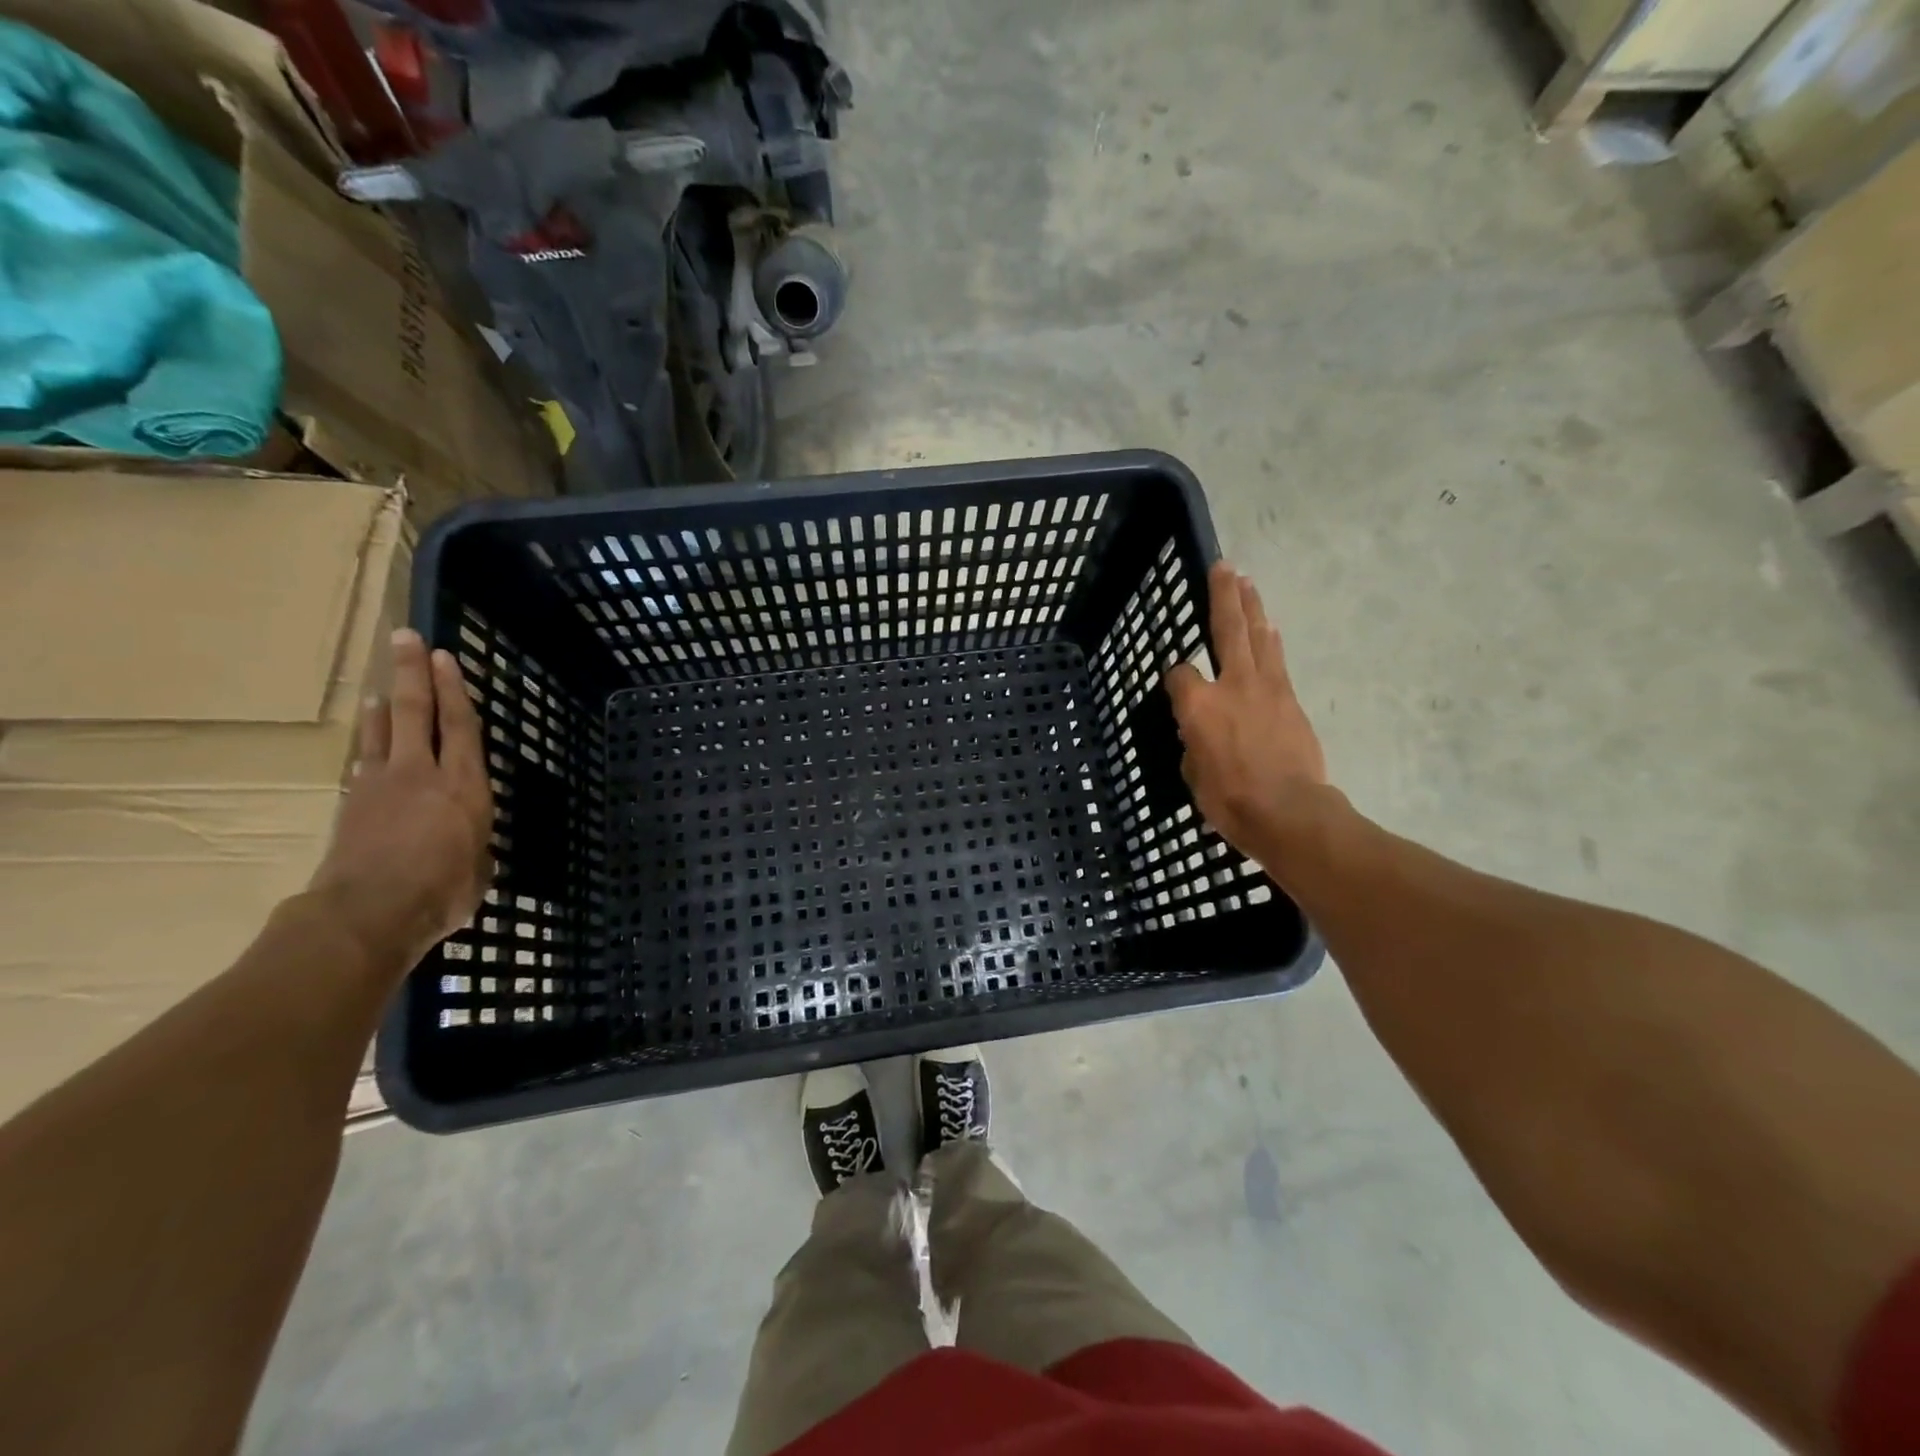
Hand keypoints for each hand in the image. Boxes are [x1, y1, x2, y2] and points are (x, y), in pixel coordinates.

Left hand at [307, 629, 493, 976]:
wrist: (368, 914)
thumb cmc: (443, 892)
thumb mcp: (480, 867)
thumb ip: (476, 844)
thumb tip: (470, 845)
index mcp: (465, 786)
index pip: (460, 726)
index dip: (455, 690)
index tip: (446, 658)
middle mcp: (423, 773)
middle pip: (415, 711)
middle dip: (411, 673)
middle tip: (405, 639)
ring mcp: (382, 785)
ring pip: (383, 731)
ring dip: (384, 704)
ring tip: (383, 684)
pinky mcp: (353, 804)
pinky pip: (364, 762)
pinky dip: (367, 744)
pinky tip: (367, 742)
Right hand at [1165, 563, 1328, 865]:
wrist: (1289, 812)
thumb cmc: (1230, 800)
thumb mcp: (1193, 774)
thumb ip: (1194, 743)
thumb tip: (1201, 734)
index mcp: (1197, 705)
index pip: (1179, 674)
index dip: (1175, 678)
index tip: (1175, 688)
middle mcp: (1230, 684)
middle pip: (1227, 628)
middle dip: (1224, 596)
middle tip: (1225, 567)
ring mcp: (1265, 688)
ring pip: (1258, 636)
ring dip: (1252, 608)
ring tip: (1248, 584)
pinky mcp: (1290, 699)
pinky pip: (1277, 660)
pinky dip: (1270, 642)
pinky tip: (1269, 631)